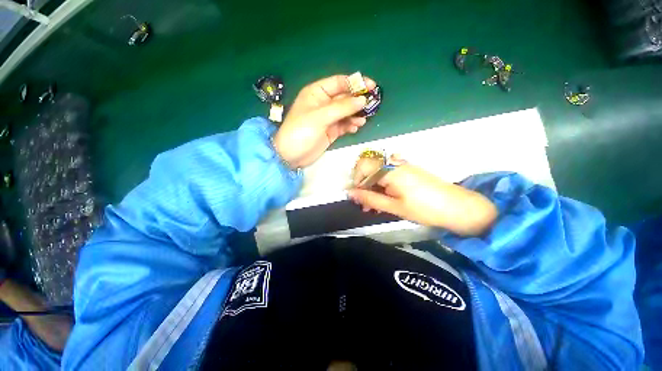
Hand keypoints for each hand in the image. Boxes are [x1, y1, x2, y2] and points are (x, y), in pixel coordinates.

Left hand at [272, 75, 375, 168]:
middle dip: (357, 101)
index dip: (355, 83)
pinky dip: (351, 126)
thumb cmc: (301, 132)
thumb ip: (342, 108)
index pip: (339, 82)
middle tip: (372, 105)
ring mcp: (328, 119)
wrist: (291, 156)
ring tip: (361, 121)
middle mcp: (324, 103)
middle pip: (345, 98)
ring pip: (347, 112)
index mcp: (317, 93)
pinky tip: (355, 128)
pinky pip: (344, 125)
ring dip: (355, 115)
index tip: (371, 86)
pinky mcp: (331, 131)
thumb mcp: (320, 117)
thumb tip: (363, 99)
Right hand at [348, 157, 497, 235]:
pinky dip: (382, 184)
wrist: (457, 207)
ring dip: (372, 186)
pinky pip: (388, 173)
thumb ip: (370, 198)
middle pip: (369, 168)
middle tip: (365, 204)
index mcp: (390, 170)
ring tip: (374, 205)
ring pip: (378, 171)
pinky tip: (385, 198)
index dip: (356, 181)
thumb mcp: (394, 206)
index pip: (363, 167)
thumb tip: (350, 193)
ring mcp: (403, 165)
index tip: (357, 197)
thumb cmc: (424, 209)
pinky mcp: (408, 170)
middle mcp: (395, 163)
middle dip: (363, 185)